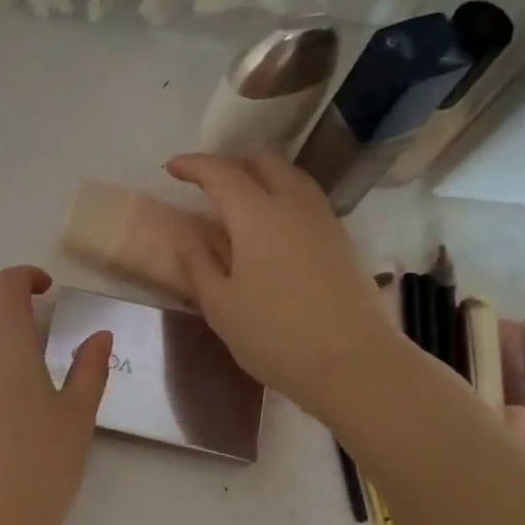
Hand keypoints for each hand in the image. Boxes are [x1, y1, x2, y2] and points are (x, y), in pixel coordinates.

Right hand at [165, 152, 399, 420]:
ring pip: (291, 177)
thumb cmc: (275, 336)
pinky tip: (272, 229)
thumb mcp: (220, 307)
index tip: (171, 168)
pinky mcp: (341, 240)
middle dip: (232, 163)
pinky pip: (307, 200)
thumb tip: (189, 241)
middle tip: (207, 185)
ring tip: (240, 204)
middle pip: (264, 162)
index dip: (193, 165)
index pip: (221, 173)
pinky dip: (283, 198)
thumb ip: (199, 266)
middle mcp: (293, 205)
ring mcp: (323, 220)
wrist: (353, 363)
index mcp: (257, 215)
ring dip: (262, 178)